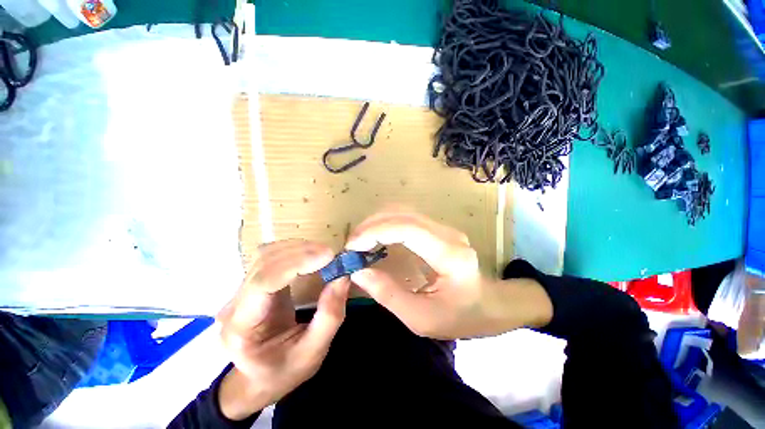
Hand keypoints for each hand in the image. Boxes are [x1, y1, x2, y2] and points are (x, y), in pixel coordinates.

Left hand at [216, 239, 349, 419]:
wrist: (259, 379)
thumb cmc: (284, 371)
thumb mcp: (313, 353)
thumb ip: (330, 316)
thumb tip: (343, 276)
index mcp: (242, 328)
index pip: (264, 282)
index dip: (297, 263)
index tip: (328, 256)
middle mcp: (235, 305)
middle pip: (265, 263)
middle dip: (301, 253)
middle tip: (332, 255)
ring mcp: (241, 292)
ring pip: (267, 255)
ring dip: (298, 249)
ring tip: (324, 255)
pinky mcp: (253, 283)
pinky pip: (271, 257)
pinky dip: (294, 250)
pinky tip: (310, 255)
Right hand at [346, 211, 551, 339]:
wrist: (490, 305)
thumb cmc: (460, 317)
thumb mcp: (421, 318)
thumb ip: (388, 295)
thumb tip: (358, 272)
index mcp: (448, 254)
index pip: (407, 228)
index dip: (376, 231)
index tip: (353, 247)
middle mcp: (447, 233)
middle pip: (403, 214)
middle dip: (372, 225)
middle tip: (352, 246)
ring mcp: (444, 228)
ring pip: (403, 212)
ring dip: (377, 222)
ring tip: (360, 242)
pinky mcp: (437, 229)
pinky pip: (407, 218)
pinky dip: (386, 224)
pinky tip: (376, 238)